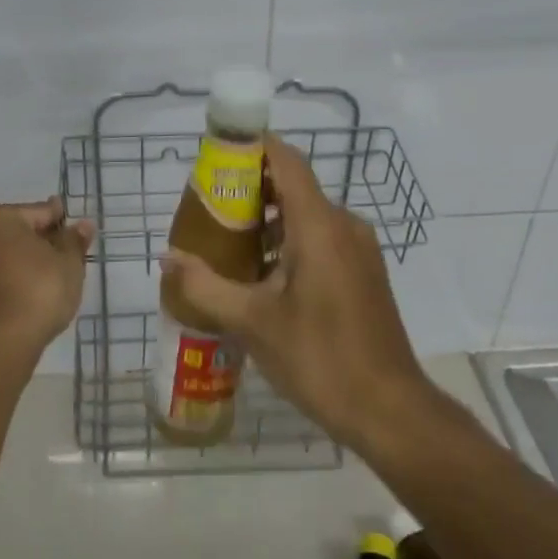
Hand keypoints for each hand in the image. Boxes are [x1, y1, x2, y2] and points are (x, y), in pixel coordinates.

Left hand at [0, 198, 93, 354]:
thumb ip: (74, 241)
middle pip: (19, 233)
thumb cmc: (38, 289)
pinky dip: (14, 281)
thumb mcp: (68, 262)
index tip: (79, 233)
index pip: (39, 212)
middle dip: (42, 242)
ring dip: (27, 262)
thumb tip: (82, 225)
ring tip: (54, 279)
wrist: (0, 343)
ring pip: (6, 256)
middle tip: (68, 258)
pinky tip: (33, 295)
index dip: (62, 222)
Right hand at [163, 136, 427, 449]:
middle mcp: (344, 225)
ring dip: (269, 221)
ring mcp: (359, 249)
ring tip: (228, 244)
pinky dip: (290, 241)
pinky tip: (262, 276)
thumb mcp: (252, 322)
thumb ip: (205, 286)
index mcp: (319, 225)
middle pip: (294, 186)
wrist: (390, 410)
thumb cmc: (319, 358)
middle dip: (251, 190)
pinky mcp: (364, 272)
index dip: (253, 147)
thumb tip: (167, 258)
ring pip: (307, 215)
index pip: (286, 160)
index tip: (217, 155)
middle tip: (209, 209)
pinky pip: (322, 238)